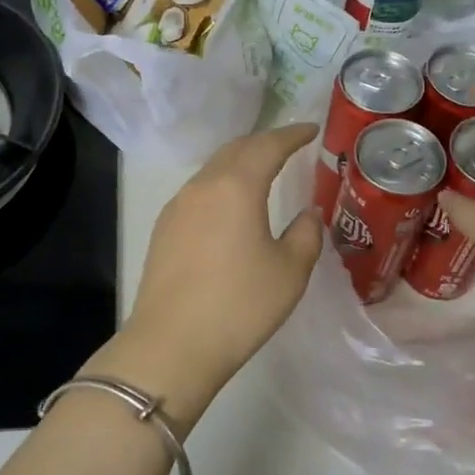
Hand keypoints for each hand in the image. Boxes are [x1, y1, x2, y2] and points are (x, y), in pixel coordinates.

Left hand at [98, 123, 323, 428]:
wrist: (171, 345)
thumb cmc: (239, 306)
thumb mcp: (289, 271)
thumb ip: (306, 234)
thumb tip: (308, 213)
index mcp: (236, 186)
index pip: (267, 145)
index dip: (292, 134)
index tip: (311, 129)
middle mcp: (202, 186)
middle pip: (235, 150)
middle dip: (264, 143)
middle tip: (289, 146)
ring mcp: (177, 206)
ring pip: (213, 169)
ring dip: (239, 163)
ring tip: (262, 172)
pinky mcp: (163, 229)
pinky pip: (198, 191)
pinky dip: (221, 185)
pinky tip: (230, 205)